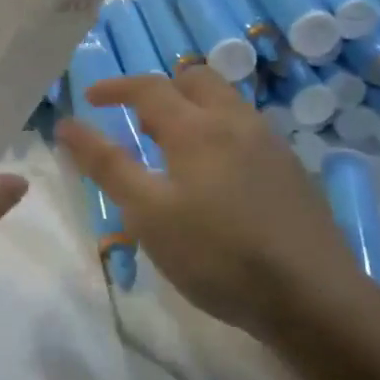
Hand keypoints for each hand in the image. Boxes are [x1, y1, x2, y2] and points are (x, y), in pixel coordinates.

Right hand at [56, 67, 359, 336]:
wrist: (312, 298)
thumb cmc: (216, 254)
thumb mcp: (147, 213)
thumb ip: (107, 164)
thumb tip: (67, 124)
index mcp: (198, 128)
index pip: (149, 88)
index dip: (115, 87)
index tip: (89, 98)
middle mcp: (238, 123)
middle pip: (196, 81)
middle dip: (160, 90)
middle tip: (136, 122)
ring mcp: (272, 146)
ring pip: (226, 104)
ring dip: (192, 110)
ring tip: (171, 149)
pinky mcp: (292, 172)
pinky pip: (246, 131)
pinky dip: (218, 133)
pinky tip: (214, 177)